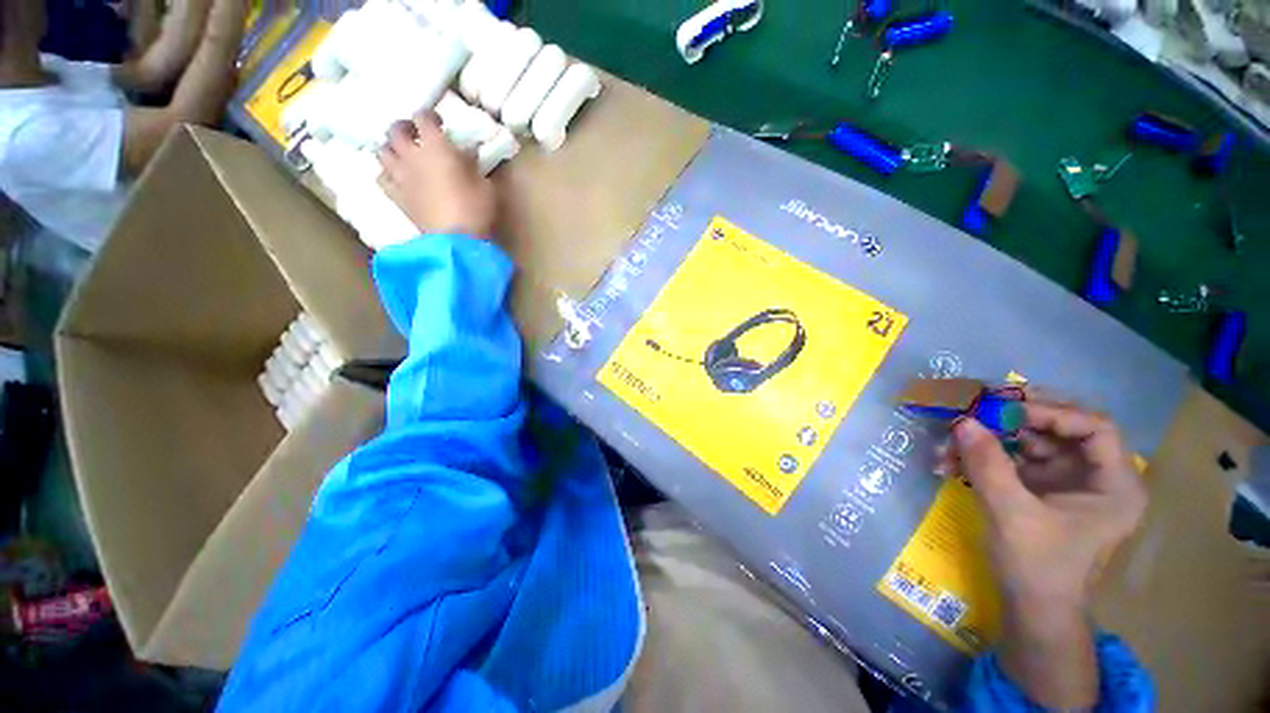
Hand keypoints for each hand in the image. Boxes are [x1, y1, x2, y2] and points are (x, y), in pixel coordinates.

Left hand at [377, 111, 496, 237]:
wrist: (456, 240)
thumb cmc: (475, 210)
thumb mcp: (485, 185)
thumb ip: (473, 165)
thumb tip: (467, 153)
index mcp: (435, 148)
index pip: (423, 118)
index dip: (430, 116)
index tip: (439, 123)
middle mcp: (411, 156)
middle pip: (395, 129)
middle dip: (405, 127)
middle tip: (415, 134)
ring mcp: (400, 176)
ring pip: (383, 151)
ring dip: (393, 148)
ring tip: (404, 154)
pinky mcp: (395, 196)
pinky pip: (382, 177)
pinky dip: (387, 172)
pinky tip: (397, 177)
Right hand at [950, 399, 1146, 707]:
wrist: (1030, 608)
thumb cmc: (1037, 567)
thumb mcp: (1012, 515)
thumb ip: (988, 465)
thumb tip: (962, 421)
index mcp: (1114, 484)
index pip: (1094, 428)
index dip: (1051, 412)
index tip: (1004, 408)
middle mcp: (1094, 476)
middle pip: (1059, 429)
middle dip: (1013, 418)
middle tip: (975, 407)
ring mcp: (1065, 481)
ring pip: (1029, 442)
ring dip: (988, 439)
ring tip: (949, 442)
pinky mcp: (1039, 488)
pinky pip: (1012, 458)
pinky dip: (982, 456)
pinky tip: (950, 461)